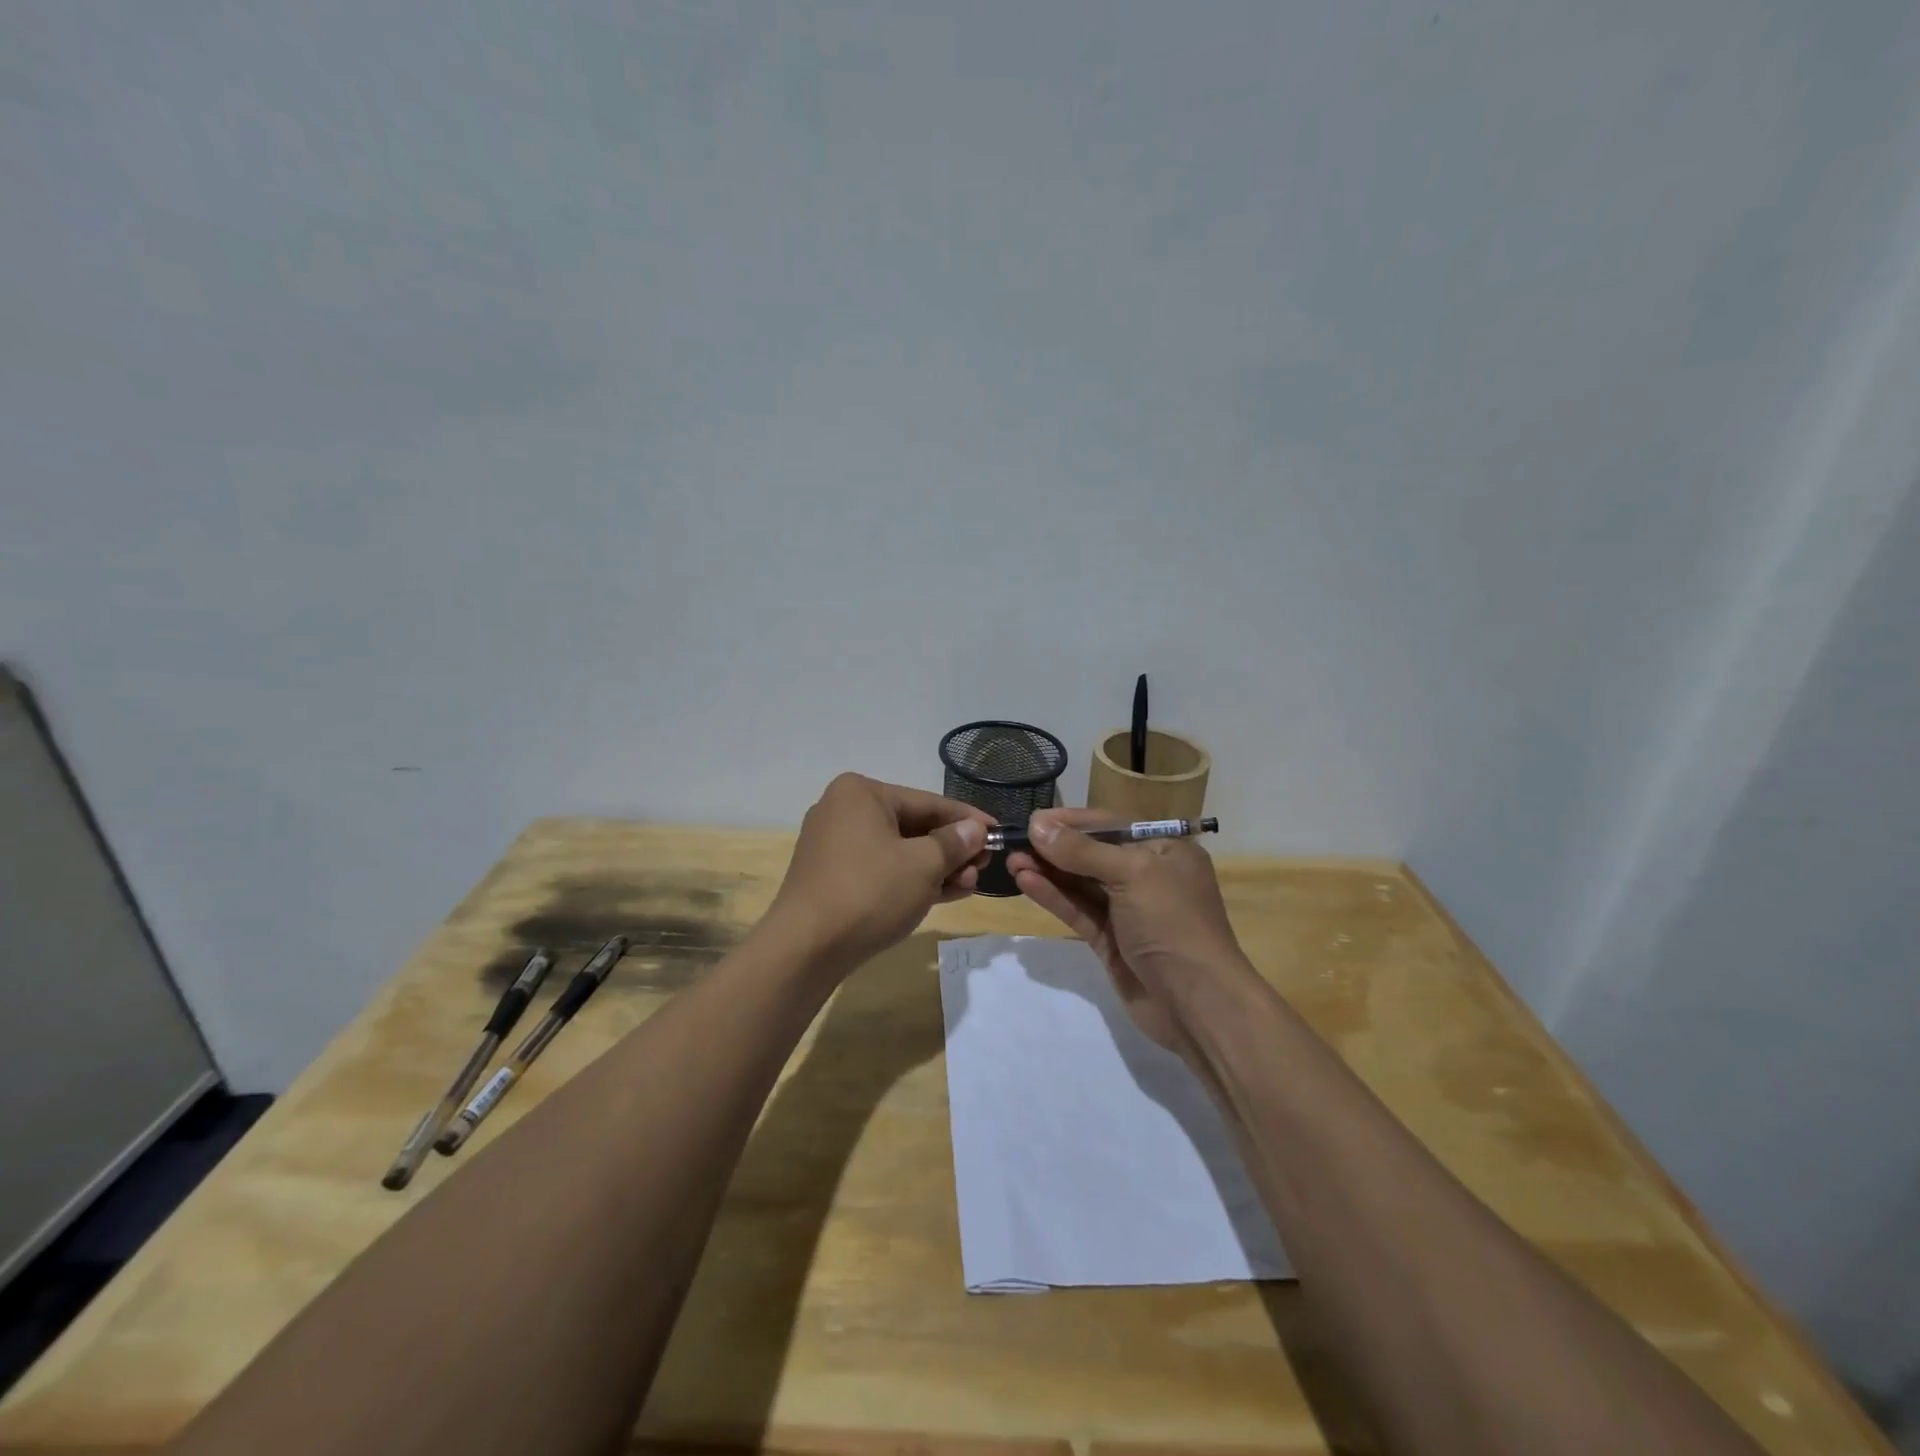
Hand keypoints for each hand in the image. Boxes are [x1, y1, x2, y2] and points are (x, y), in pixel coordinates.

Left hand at [768, 773, 992, 970]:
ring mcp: (834, 845)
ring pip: (898, 850)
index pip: (928, 802)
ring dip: (936, 867)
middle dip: (952, 849)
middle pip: (913, 826)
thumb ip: (954, 843)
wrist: (805, 948)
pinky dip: (911, 879)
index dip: (968, 819)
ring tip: (970, 884)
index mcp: (861, 793)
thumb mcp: (923, 865)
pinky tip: (945, 893)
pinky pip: (881, 869)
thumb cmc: (870, 892)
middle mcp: (843, 810)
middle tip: (985, 866)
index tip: (998, 831)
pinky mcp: (832, 876)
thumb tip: (976, 829)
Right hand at [1007, 808, 1249, 1060]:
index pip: (1111, 825)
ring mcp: (1128, 910)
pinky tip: (1026, 883)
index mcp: (1165, 850)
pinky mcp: (1111, 940)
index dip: (1071, 821)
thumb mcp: (1132, 874)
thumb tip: (1036, 825)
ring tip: (1011, 861)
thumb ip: (1081, 851)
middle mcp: (1147, 875)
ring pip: (1081, 883)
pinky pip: (1078, 910)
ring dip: (1048, 871)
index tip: (1032, 820)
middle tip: (1013, 842)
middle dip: (1054, 847)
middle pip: (1092, 853)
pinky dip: (1054, 896)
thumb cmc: (1172, 923)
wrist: (1197, 1004)